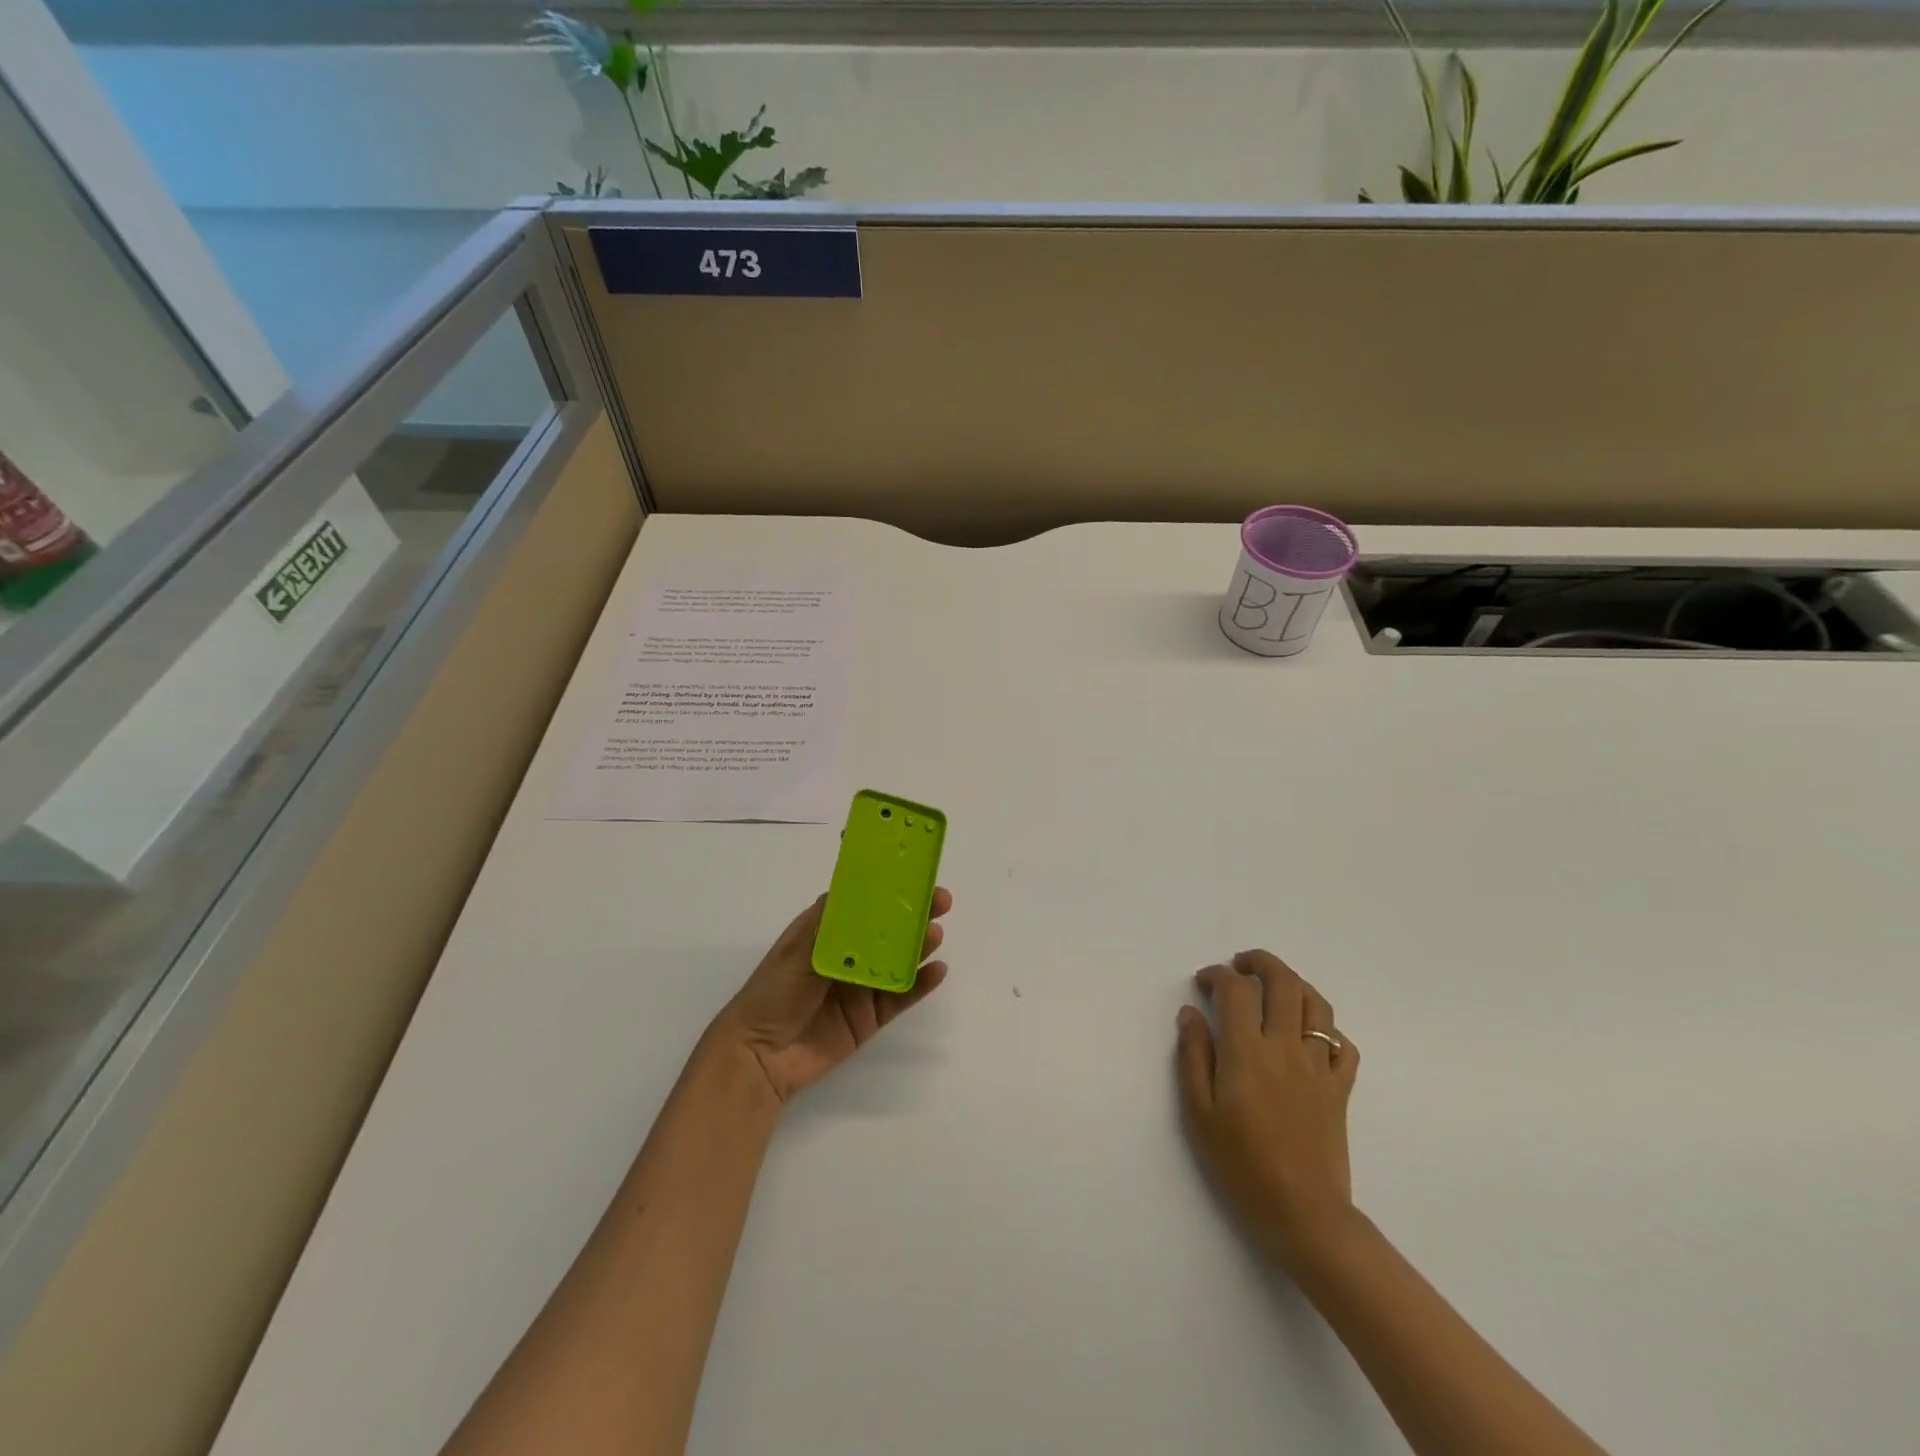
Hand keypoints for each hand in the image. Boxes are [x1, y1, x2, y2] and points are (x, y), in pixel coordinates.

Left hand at [711, 888, 952, 1103]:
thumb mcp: (797, 950)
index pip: (862, 902)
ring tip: (935, 935)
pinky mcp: (870, 1016)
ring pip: (898, 960)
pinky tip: (937, 971)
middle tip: (941, 902)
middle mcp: (847, 954)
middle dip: (913, 914)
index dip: (888, 888)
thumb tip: (858, 889)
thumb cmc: (772, 994)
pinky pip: (901, 996)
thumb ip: (831, 923)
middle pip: (887, 929)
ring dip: (919, 945)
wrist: (759, 1057)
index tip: (915, 876)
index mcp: (825, 931)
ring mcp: (860, 986)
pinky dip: (920, 984)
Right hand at [1177, 950, 1359, 1267]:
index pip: (1236, 990)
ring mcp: (1319, 1067)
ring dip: (1295, 984)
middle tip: (1240, 965)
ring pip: (1317, 1005)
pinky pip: (1343, 1045)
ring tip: (1275, 986)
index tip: (1204, 981)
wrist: (1302, 1213)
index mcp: (1247, 1051)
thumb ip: (1193, 1055)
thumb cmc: (1240, 1163)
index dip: (1218, 975)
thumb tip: (1190, 1013)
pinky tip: (1308, 1034)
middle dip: (1261, 963)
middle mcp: (1286, 1047)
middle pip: (1283, 983)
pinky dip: (1327, 1028)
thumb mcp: (1198, 1111)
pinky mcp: (1340, 1089)